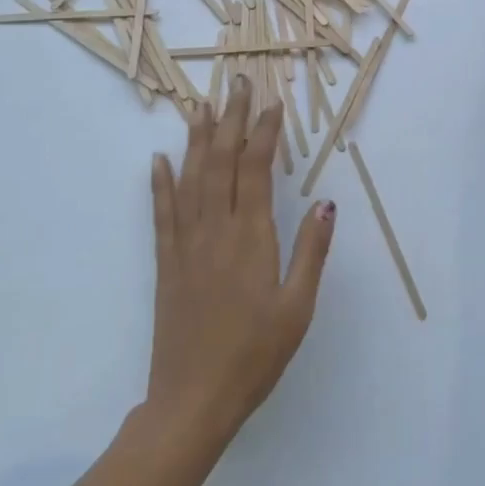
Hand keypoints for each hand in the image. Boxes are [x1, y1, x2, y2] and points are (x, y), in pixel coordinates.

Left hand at [145, 77, 334, 447]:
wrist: (191, 402)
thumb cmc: (255, 356)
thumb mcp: (298, 308)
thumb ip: (312, 251)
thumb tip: (326, 202)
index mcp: (251, 238)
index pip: (256, 168)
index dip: (264, 131)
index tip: (272, 103)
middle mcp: (215, 230)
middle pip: (222, 161)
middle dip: (231, 119)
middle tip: (237, 83)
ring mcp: (186, 245)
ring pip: (190, 178)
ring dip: (197, 139)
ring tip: (201, 105)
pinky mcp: (167, 264)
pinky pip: (162, 213)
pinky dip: (160, 183)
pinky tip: (159, 160)